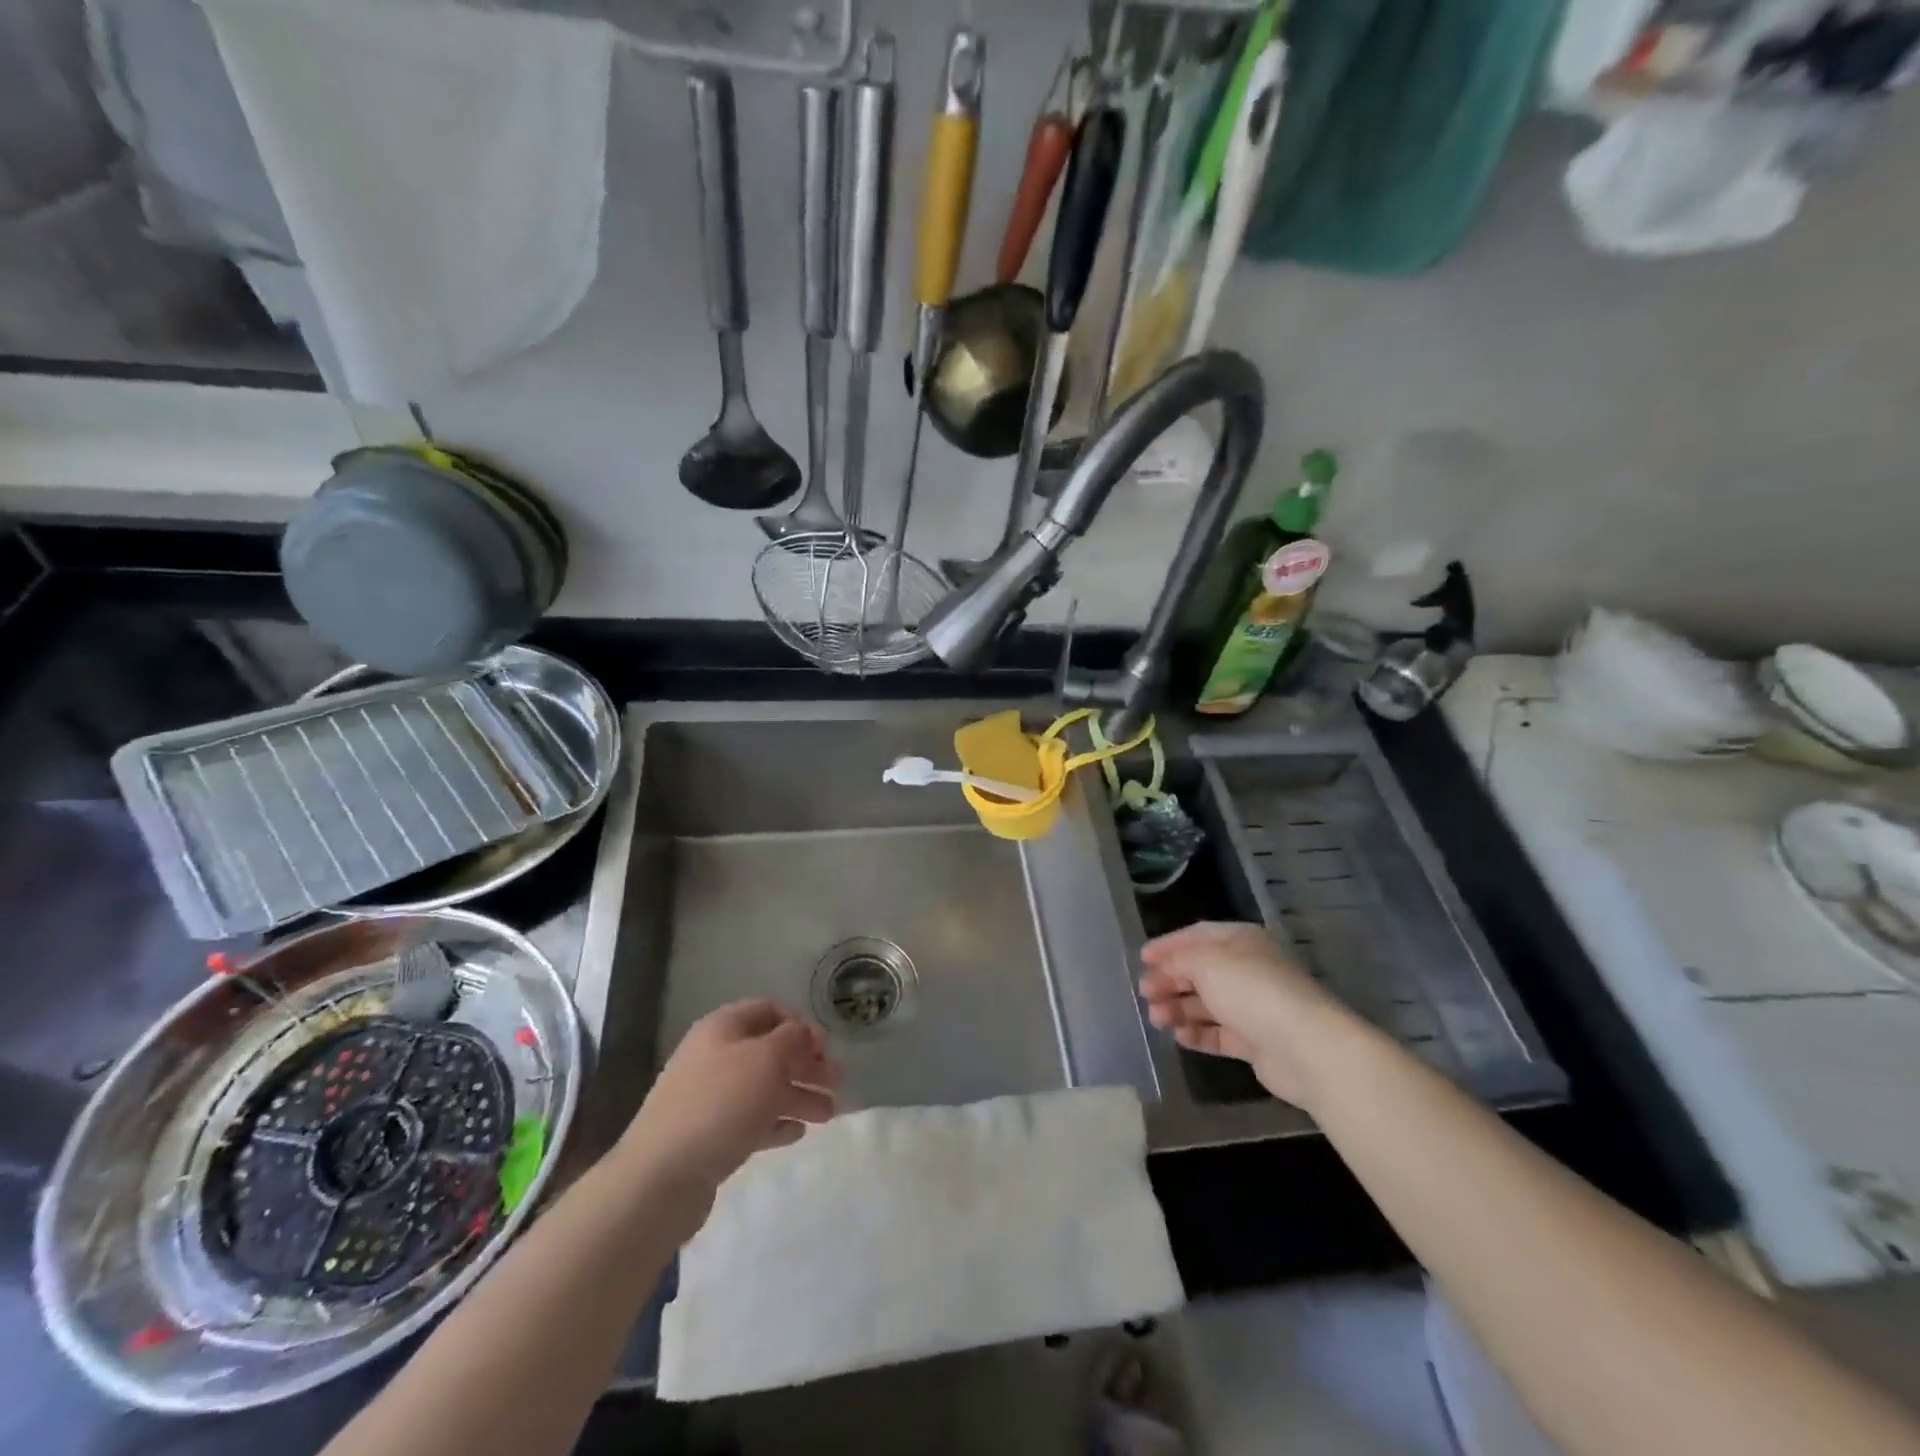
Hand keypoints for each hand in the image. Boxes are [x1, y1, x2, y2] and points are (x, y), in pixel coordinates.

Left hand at [619, 999, 839, 1233]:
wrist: (660, 1178)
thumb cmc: (720, 1104)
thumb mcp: (767, 1059)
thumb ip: (793, 1040)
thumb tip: (803, 1034)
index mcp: (723, 1028)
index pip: (768, 1010)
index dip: (800, 1025)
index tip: (825, 1048)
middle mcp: (714, 1056)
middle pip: (769, 1051)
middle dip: (805, 1065)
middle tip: (837, 1083)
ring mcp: (708, 1098)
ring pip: (763, 1088)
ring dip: (798, 1096)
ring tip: (828, 1116)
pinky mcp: (707, 1137)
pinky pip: (750, 1120)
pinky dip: (776, 1122)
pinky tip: (797, 1133)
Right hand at [1138, 921, 1351, 1108]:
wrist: (1305, 1046)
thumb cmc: (1251, 989)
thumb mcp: (1205, 962)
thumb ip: (1177, 959)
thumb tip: (1162, 966)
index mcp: (1241, 940)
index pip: (1198, 935)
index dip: (1168, 945)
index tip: (1142, 958)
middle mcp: (1248, 969)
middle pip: (1200, 971)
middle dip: (1169, 980)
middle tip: (1144, 992)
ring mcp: (1253, 1007)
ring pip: (1206, 1004)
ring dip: (1178, 1008)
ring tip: (1156, 1018)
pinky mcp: (1256, 1041)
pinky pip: (1219, 1034)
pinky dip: (1197, 1033)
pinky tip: (1178, 1035)